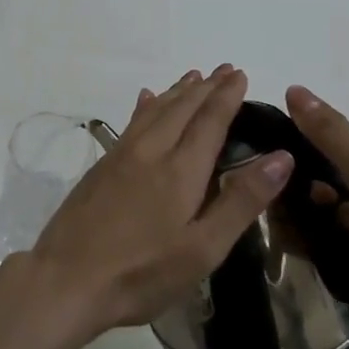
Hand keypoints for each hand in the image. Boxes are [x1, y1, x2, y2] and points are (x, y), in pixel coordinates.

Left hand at [15, 67, 293, 337]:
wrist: (67, 279)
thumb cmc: (142, 272)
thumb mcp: (203, 248)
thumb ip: (241, 201)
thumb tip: (282, 157)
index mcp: (180, 171)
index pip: (209, 121)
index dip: (226, 96)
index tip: (239, 74)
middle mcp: (149, 153)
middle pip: (181, 109)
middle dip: (205, 88)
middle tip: (223, 69)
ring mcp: (119, 158)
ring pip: (153, 112)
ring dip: (176, 92)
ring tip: (192, 77)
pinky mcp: (100, 168)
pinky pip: (130, 124)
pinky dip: (145, 107)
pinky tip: (144, 100)